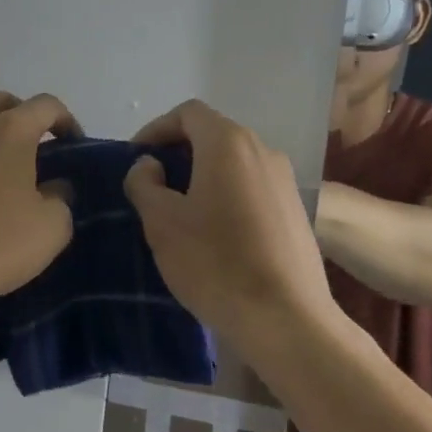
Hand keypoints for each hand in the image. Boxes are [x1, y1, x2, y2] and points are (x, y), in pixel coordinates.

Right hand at [123, 100, 336, 340]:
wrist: (285, 317)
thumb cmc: (215, 262)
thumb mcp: (162, 222)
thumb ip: (144, 183)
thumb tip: (149, 165)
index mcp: (228, 143)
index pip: (188, 113)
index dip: (156, 129)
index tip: (136, 159)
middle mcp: (262, 150)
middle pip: (213, 135)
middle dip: (179, 153)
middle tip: (153, 186)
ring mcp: (284, 180)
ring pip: (234, 163)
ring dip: (203, 176)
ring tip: (181, 211)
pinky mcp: (296, 210)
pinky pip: (252, 187)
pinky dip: (227, 195)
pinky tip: (215, 233)